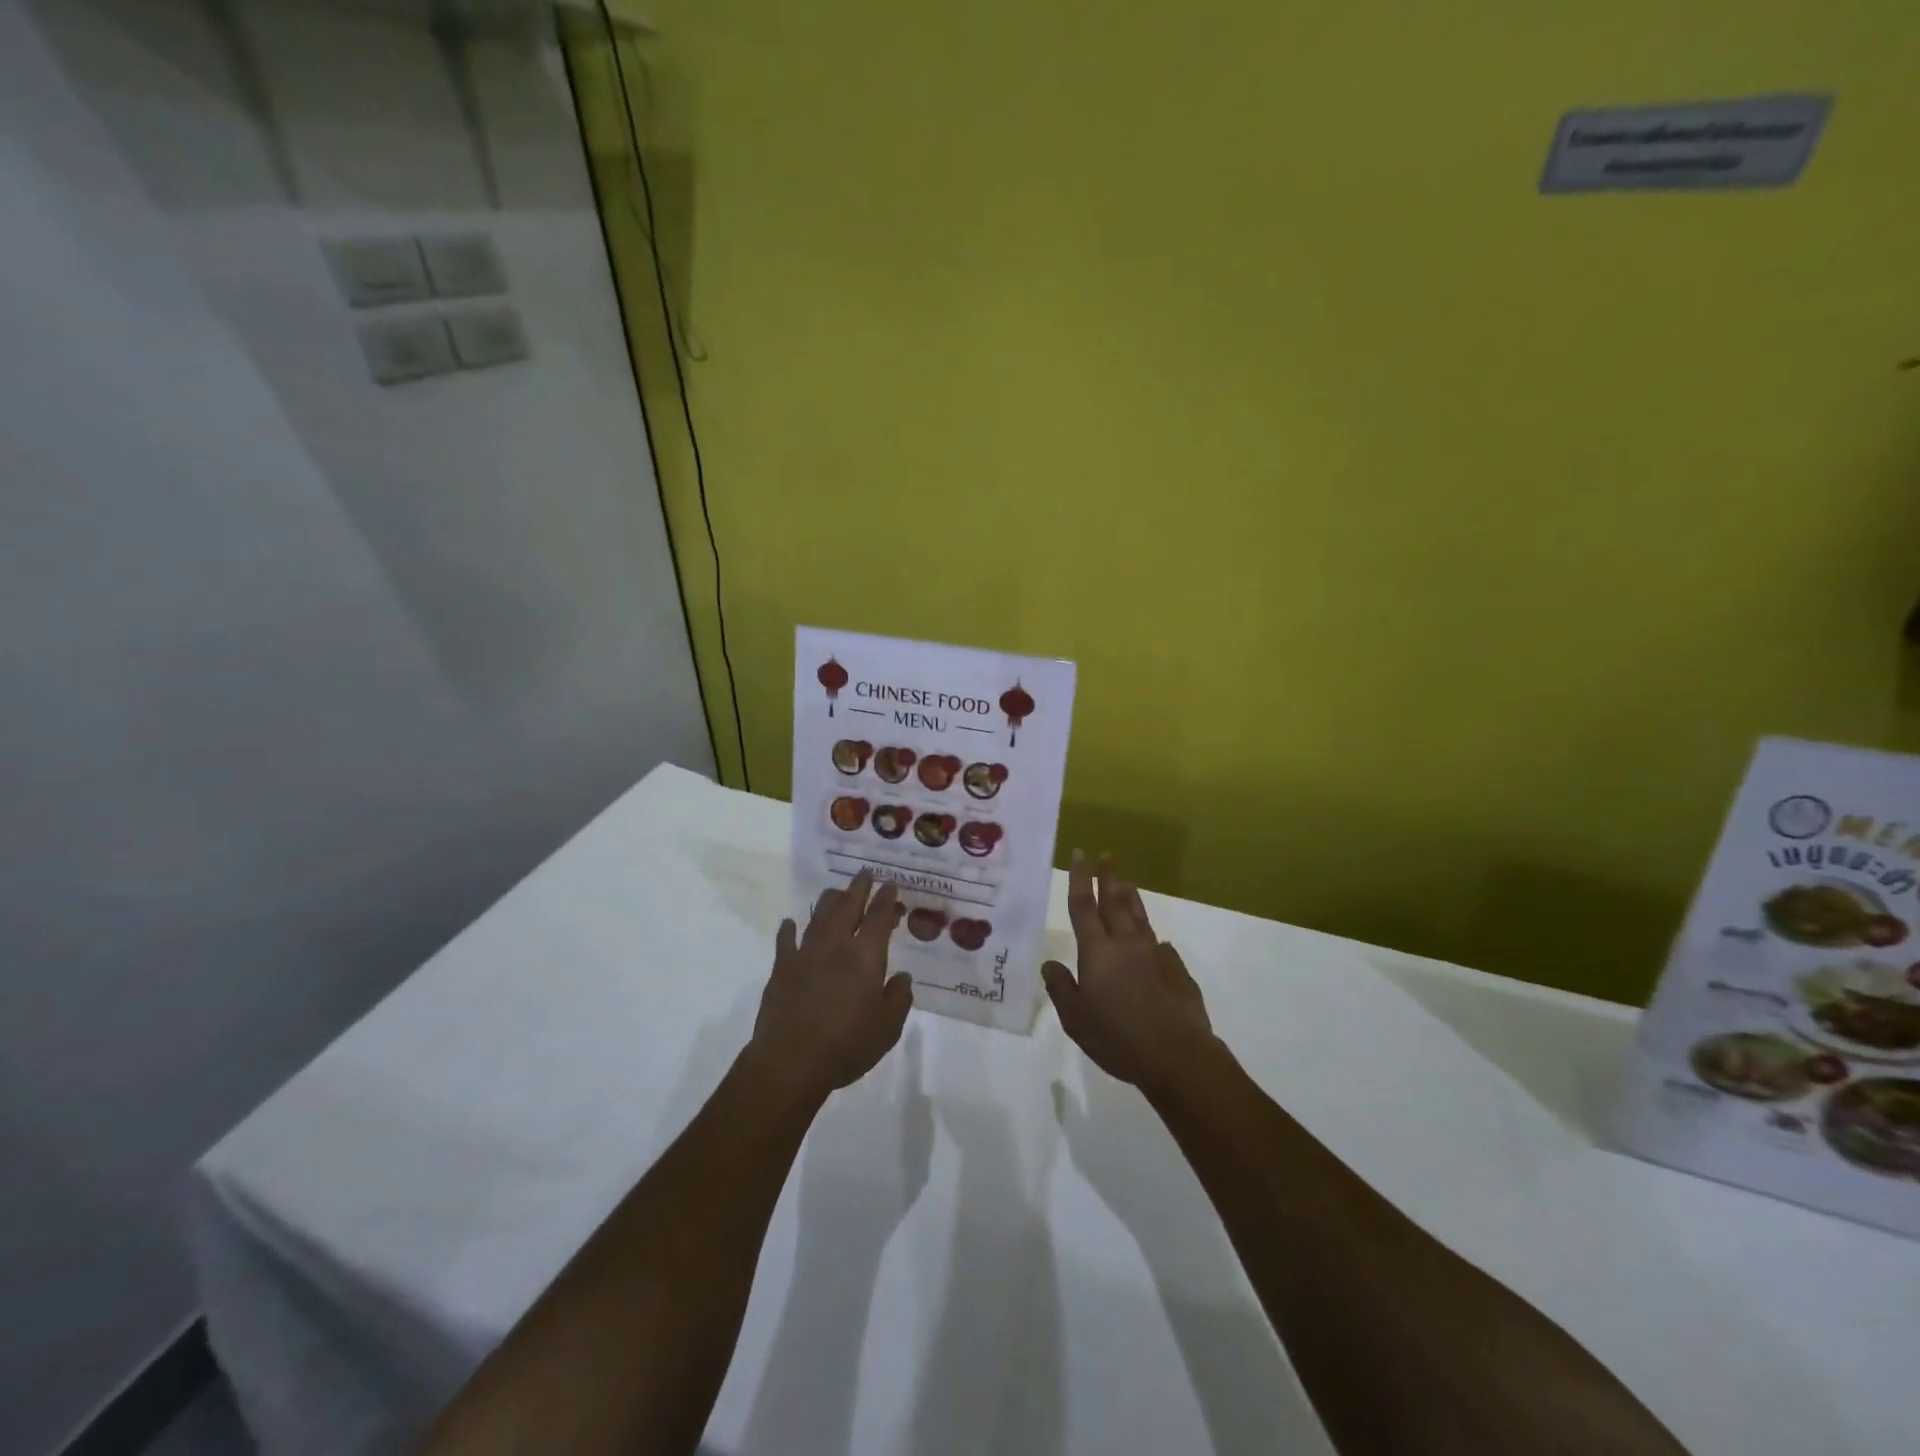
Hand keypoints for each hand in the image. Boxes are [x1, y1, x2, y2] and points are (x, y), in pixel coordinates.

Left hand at [750, 871, 913, 1101]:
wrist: (791, 1059)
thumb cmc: (847, 1044)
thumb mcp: (887, 1027)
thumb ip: (898, 998)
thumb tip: (901, 977)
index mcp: (866, 955)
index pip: (879, 917)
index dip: (886, 898)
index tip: (890, 884)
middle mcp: (836, 945)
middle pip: (848, 907)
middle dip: (858, 888)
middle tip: (865, 873)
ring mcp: (805, 953)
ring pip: (818, 916)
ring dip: (829, 901)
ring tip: (835, 891)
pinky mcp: (781, 968)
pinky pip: (786, 940)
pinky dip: (789, 929)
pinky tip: (790, 923)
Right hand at [1043, 851, 1215, 1094]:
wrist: (1178, 1056)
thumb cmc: (1118, 1038)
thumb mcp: (1076, 1019)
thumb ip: (1061, 988)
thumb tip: (1051, 964)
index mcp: (1098, 951)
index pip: (1084, 906)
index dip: (1079, 879)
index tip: (1080, 854)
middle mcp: (1126, 944)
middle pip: (1115, 902)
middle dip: (1107, 877)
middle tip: (1105, 856)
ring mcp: (1156, 955)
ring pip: (1140, 918)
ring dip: (1131, 898)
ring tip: (1126, 883)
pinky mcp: (1178, 971)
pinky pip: (1161, 947)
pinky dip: (1152, 938)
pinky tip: (1155, 941)